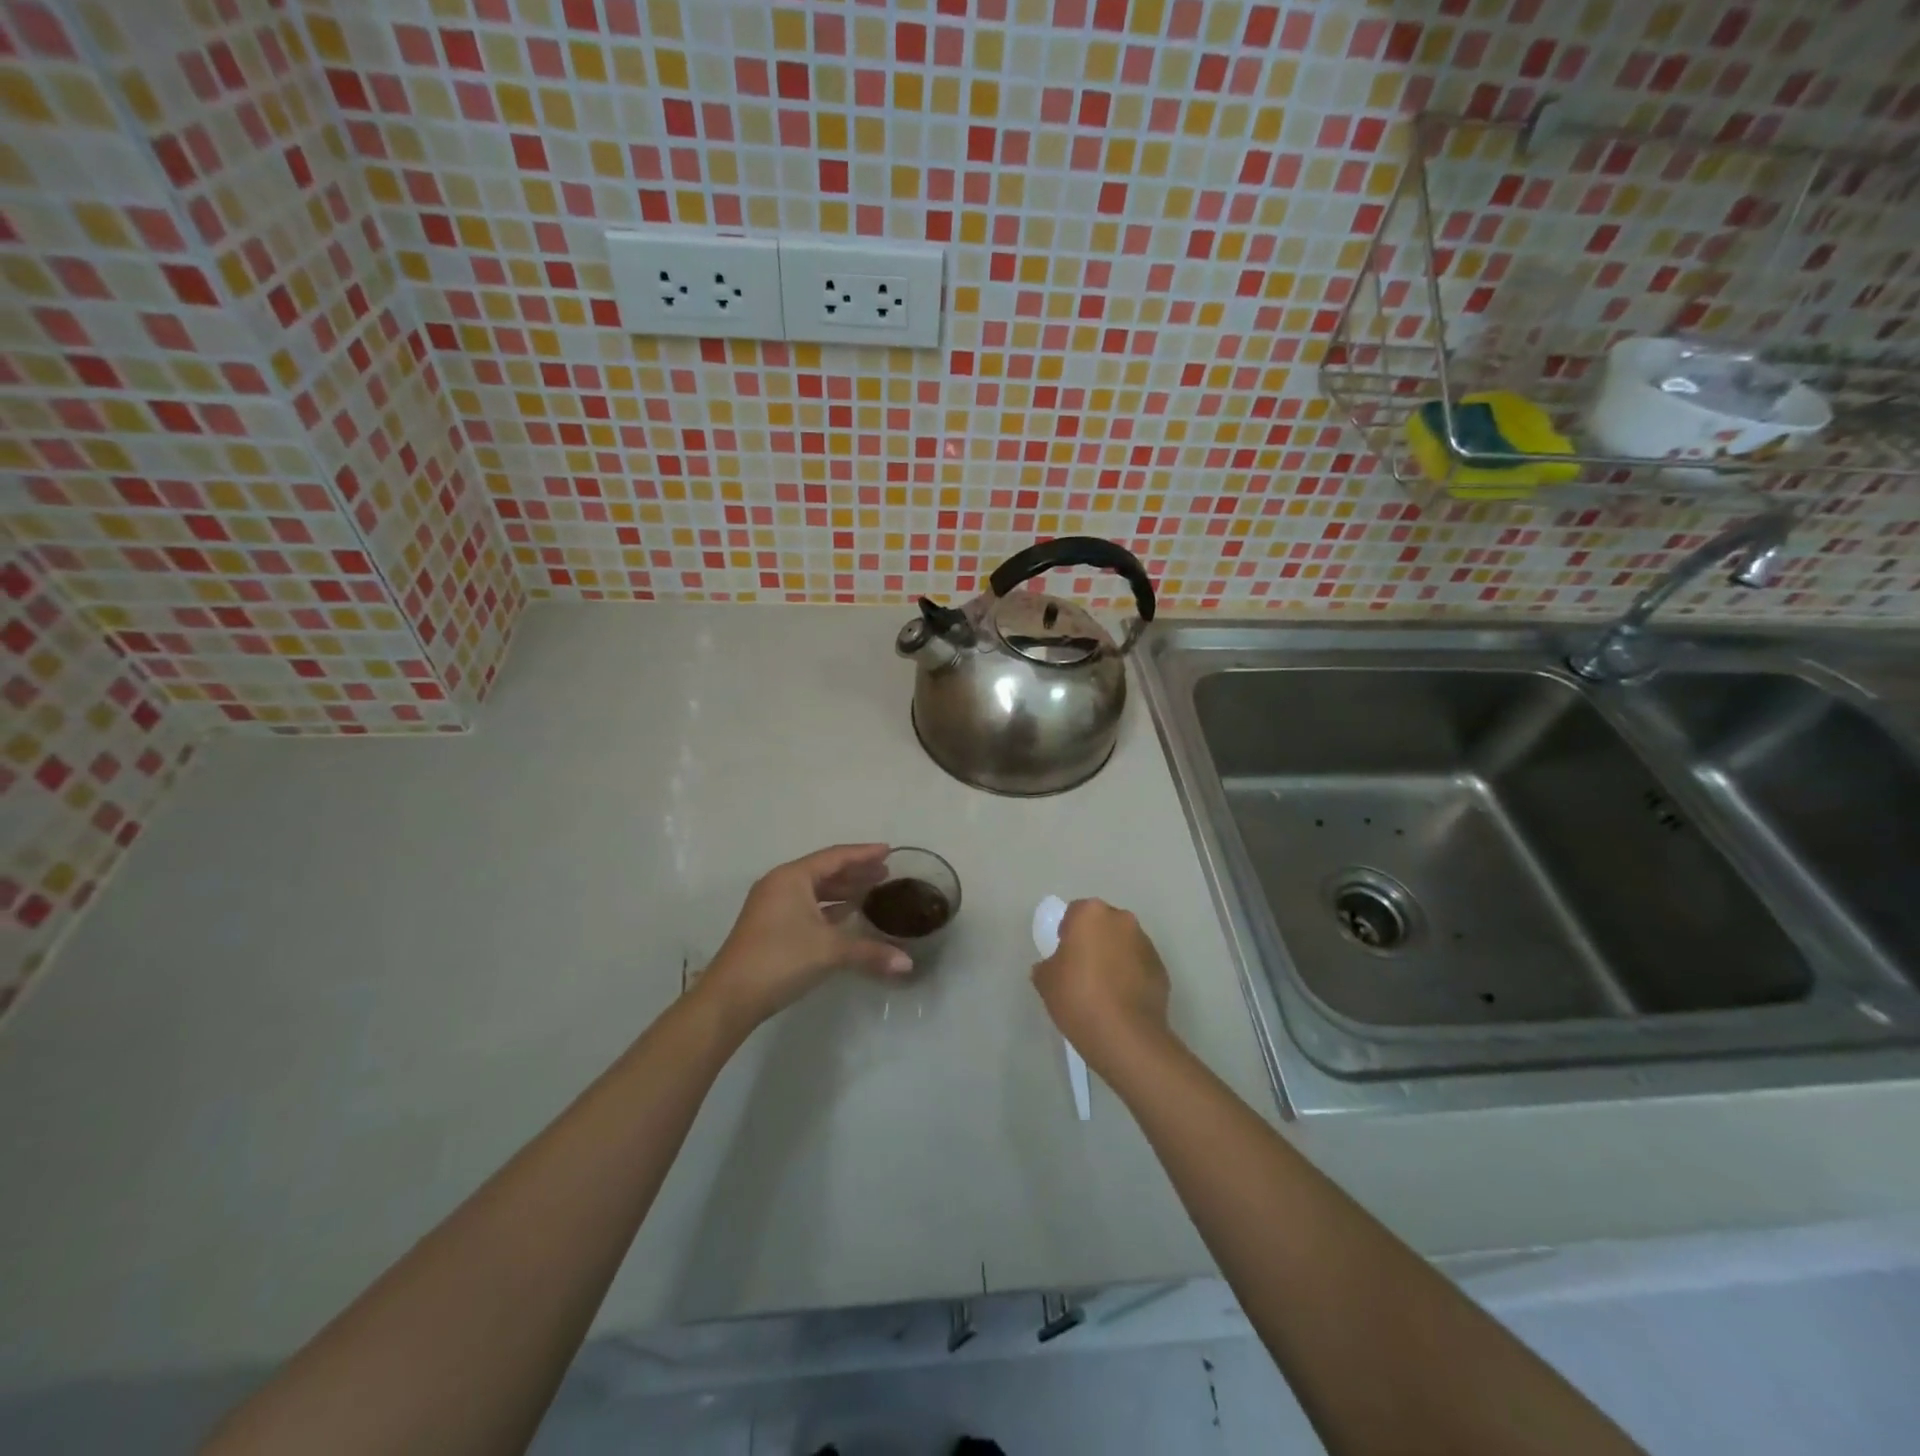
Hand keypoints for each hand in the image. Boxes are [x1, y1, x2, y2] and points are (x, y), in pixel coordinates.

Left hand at [697, 844, 911, 1031]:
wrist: (730, 997)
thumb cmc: (780, 959)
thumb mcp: (829, 951)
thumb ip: (870, 952)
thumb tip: (907, 963)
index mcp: (792, 877)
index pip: (835, 857)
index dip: (863, 853)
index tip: (889, 850)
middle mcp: (781, 884)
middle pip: (825, 870)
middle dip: (855, 871)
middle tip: (885, 872)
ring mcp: (772, 906)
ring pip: (815, 890)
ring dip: (842, 890)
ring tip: (872, 891)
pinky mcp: (770, 926)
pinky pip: (807, 906)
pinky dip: (829, 907)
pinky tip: (847, 914)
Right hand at [1031, 899, 1172, 1070]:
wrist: (1125, 1035)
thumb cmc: (1078, 997)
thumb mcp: (1045, 981)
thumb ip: (1047, 965)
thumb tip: (1053, 966)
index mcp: (1091, 914)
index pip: (1075, 912)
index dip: (1067, 932)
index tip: (1063, 956)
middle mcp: (1122, 920)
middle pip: (1103, 924)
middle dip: (1094, 940)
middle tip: (1082, 969)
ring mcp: (1146, 944)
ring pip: (1124, 943)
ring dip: (1115, 956)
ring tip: (1104, 988)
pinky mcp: (1161, 968)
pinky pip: (1139, 965)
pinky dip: (1131, 975)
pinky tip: (1121, 1000)